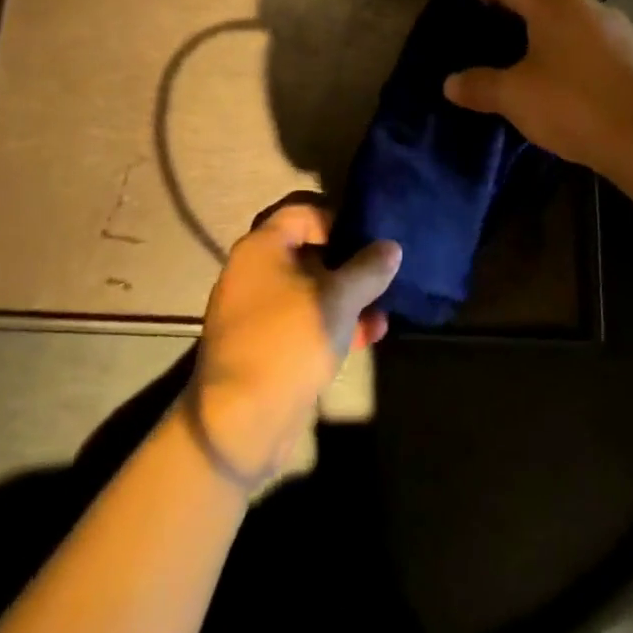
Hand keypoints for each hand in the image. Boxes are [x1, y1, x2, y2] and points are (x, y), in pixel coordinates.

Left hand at [189, 196, 400, 484]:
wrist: (241, 421)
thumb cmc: (290, 341)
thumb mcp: (339, 300)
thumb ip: (368, 270)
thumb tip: (391, 247)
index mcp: (261, 247)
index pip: (301, 211)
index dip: (337, 217)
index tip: (368, 236)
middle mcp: (252, 270)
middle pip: (306, 250)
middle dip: (347, 262)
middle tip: (378, 272)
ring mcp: (254, 309)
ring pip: (307, 289)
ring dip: (344, 296)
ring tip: (380, 310)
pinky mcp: (261, 344)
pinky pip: (300, 319)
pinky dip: (330, 321)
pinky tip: (366, 336)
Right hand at [442, 0, 632, 175]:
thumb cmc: (572, 105)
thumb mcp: (514, 96)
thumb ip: (478, 85)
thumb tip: (450, 83)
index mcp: (554, 2)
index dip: (481, 0)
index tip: (467, 28)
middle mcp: (587, 5)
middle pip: (538, 2)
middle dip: (511, 25)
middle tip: (489, 55)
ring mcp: (617, 29)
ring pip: (567, 26)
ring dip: (543, 44)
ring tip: (523, 76)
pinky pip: (590, 47)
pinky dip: (570, 60)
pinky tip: (562, 91)